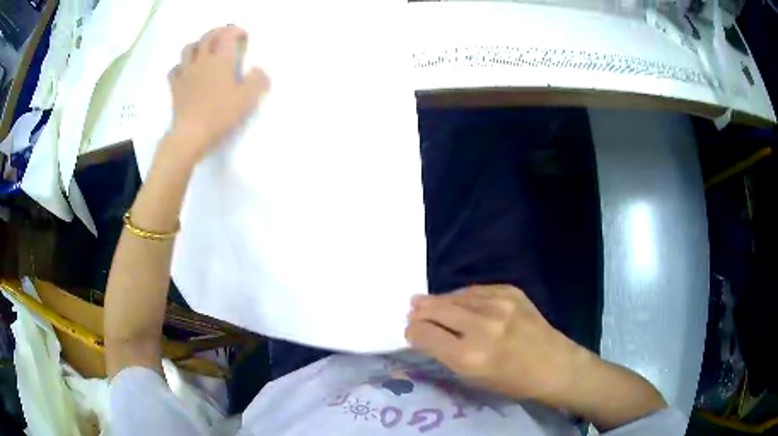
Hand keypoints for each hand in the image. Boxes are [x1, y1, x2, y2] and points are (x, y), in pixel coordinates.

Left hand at [167, 25, 269, 163]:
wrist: (190, 135)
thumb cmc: (219, 115)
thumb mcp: (247, 99)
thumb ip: (258, 81)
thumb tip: (258, 70)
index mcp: (220, 61)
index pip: (227, 36)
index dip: (236, 31)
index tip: (243, 35)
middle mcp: (202, 62)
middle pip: (207, 37)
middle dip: (218, 31)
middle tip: (225, 35)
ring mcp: (186, 73)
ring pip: (189, 49)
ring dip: (198, 44)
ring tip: (204, 49)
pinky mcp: (175, 87)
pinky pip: (175, 69)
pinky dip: (181, 66)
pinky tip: (186, 71)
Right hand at [406, 285, 589, 404]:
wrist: (553, 364)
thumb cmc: (512, 381)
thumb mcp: (473, 377)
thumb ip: (446, 353)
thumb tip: (423, 334)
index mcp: (469, 356)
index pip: (425, 334)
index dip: (412, 332)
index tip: (411, 332)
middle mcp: (481, 326)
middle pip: (435, 310)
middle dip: (420, 312)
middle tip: (413, 312)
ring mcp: (498, 304)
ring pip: (454, 296)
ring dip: (438, 301)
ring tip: (426, 303)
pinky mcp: (511, 291)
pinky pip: (475, 290)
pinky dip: (461, 296)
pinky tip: (456, 300)